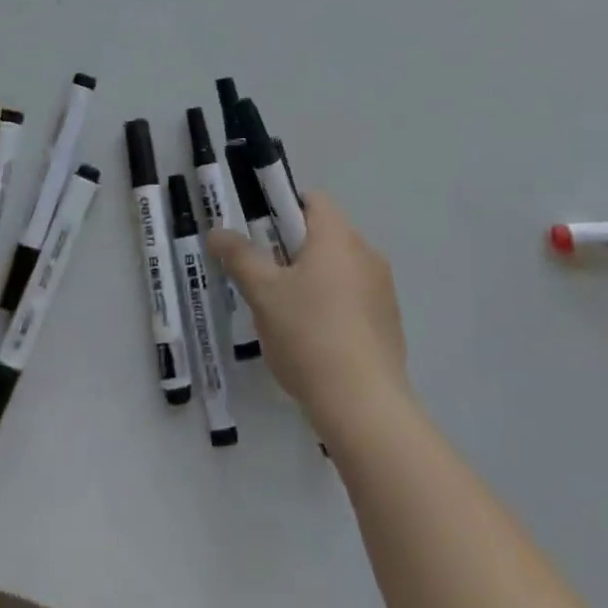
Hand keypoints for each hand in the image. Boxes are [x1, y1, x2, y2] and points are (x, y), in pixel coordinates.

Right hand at [208, 192, 409, 442]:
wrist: (365, 408)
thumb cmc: (308, 335)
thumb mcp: (263, 293)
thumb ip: (240, 256)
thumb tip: (217, 231)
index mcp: (337, 235)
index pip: (312, 199)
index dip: (283, 211)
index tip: (263, 240)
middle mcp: (366, 252)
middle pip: (325, 235)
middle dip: (295, 251)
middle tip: (268, 281)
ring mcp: (383, 289)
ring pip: (341, 269)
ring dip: (316, 282)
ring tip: (289, 319)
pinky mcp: (390, 324)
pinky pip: (356, 300)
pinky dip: (336, 309)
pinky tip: (317, 345)